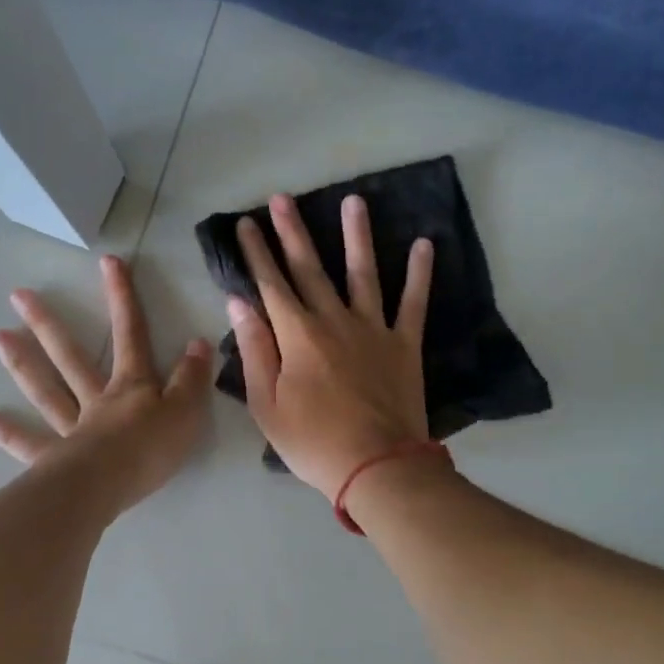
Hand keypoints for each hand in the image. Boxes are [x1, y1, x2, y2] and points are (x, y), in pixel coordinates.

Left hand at [0, 255, 212, 512]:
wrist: (112, 484)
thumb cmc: (152, 448)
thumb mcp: (187, 411)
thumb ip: (192, 378)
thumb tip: (198, 343)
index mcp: (131, 386)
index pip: (131, 334)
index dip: (122, 297)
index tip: (108, 262)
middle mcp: (97, 399)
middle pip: (71, 356)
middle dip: (49, 324)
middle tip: (18, 295)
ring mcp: (72, 427)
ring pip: (46, 390)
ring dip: (23, 363)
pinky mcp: (55, 459)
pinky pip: (30, 443)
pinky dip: (8, 432)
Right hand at [229, 193, 434, 499]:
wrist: (377, 466)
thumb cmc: (313, 442)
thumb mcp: (266, 404)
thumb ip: (254, 350)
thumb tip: (239, 303)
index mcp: (297, 336)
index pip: (270, 284)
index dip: (256, 252)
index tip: (245, 223)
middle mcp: (334, 320)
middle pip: (310, 269)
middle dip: (293, 232)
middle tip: (283, 198)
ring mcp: (374, 329)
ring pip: (363, 273)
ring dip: (356, 235)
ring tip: (354, 201)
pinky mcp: (405, 344)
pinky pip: (413, 302)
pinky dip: (419, 274)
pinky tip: (423, 244)